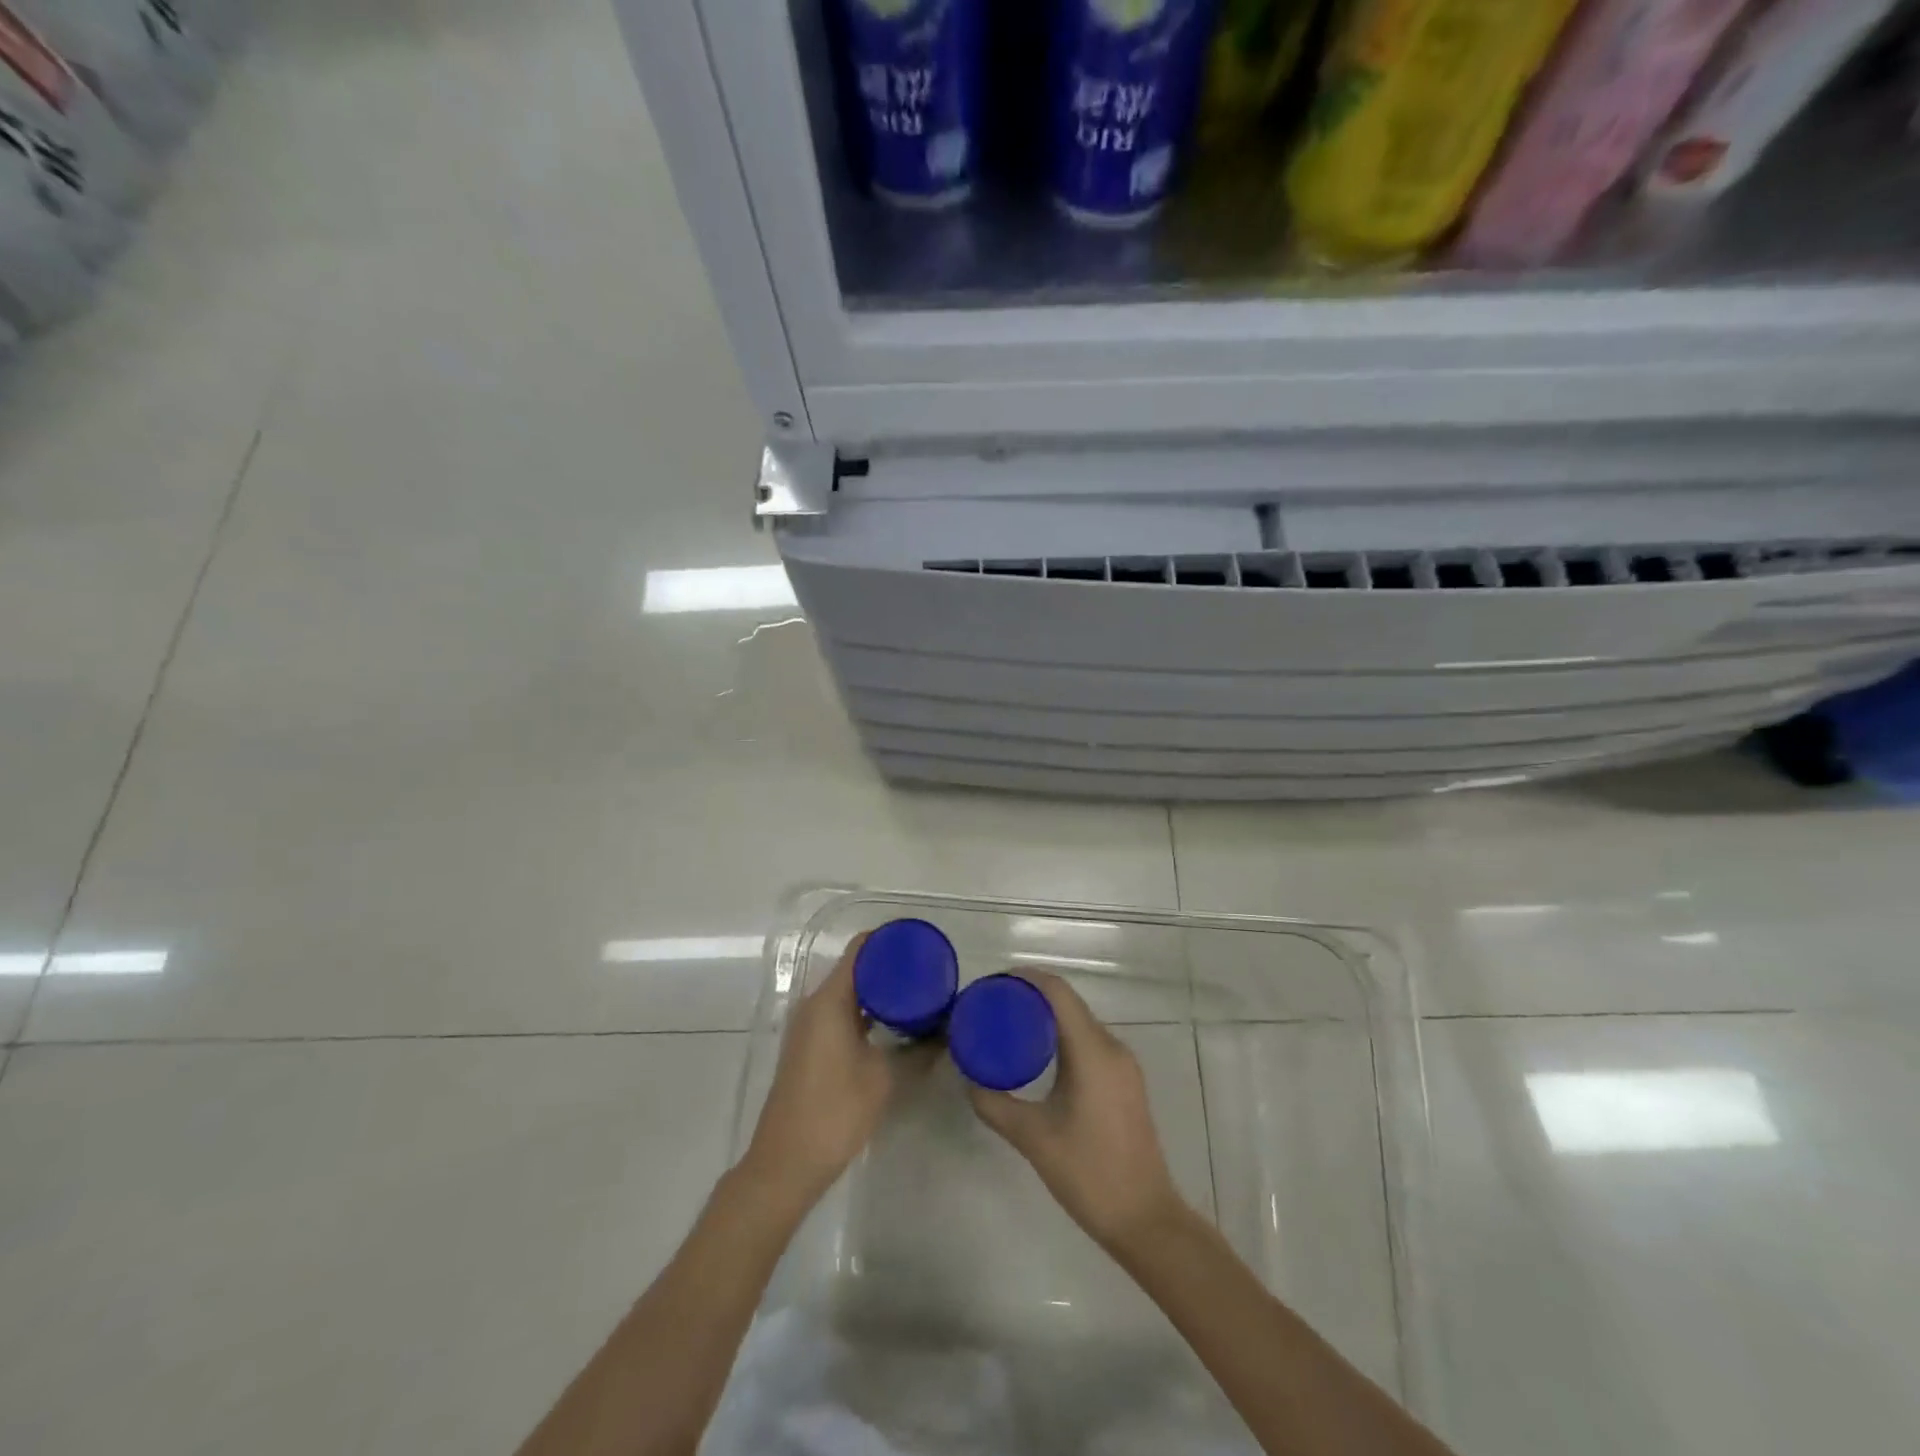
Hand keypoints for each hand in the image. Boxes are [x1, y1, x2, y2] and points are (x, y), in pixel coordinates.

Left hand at [741, 935, 925, 1213]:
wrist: (786, 1163)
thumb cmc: (835, 1112)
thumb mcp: (884, 1078)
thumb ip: (919, 1050)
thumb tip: (948, 1032)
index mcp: (830, 1000)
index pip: (860, 950)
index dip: (889, 940)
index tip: (921, 943)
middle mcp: (815, 1004)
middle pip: (854, 968)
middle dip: (889, 966)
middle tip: (928, 971)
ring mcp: (809, 1027)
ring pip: (848, 993)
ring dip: (879, 991)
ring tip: (918, 994)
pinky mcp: (810, 1047)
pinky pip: (841, 1013)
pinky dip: (866, 1011)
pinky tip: (894, 1024)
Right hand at [966, 973, 1188, 1253]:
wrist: (1146, 1220)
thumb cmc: (1089, 1174)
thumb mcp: (1033, 1138)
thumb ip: (995, 1104)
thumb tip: (968, 1078)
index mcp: (1092, 1051)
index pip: (1058, 992)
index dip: (1025, 978)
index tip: (992, 984)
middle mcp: (1112, 1047)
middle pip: (1068, 1003)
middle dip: (1030, 996)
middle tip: (992, 1006)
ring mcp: (1123, 1064)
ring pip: (1079, 1022)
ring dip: (1047, 1016)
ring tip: (1009, 1026)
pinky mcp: (1125, 1081)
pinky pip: (1089, 1041)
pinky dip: (1062, 1036)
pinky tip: (1039, 1055)